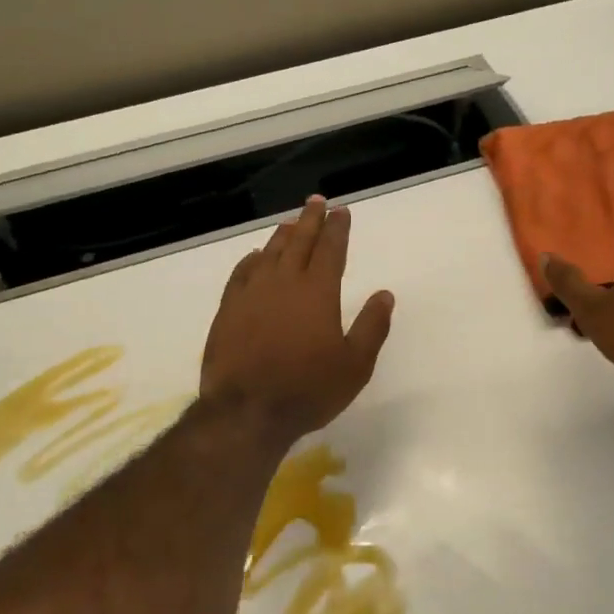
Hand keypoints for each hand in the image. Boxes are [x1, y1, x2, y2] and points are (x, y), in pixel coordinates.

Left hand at [201, 196, 395, 444]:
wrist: (247, 411)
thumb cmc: (308, 389)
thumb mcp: (355, 365)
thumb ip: (372, 327)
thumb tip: (385, 295)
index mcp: (318, 292)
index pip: (330, 249)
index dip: (337, 228)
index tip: (341, 211)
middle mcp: (284, 283)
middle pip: (299, 241)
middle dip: (310, 220)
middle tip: (316, 202)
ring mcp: (252, 294)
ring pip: (269, 253)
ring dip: (282, 235)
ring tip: (290, 223)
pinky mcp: (228, 309)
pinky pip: (241, 273)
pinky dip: (252, 260)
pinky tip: (255, 256)